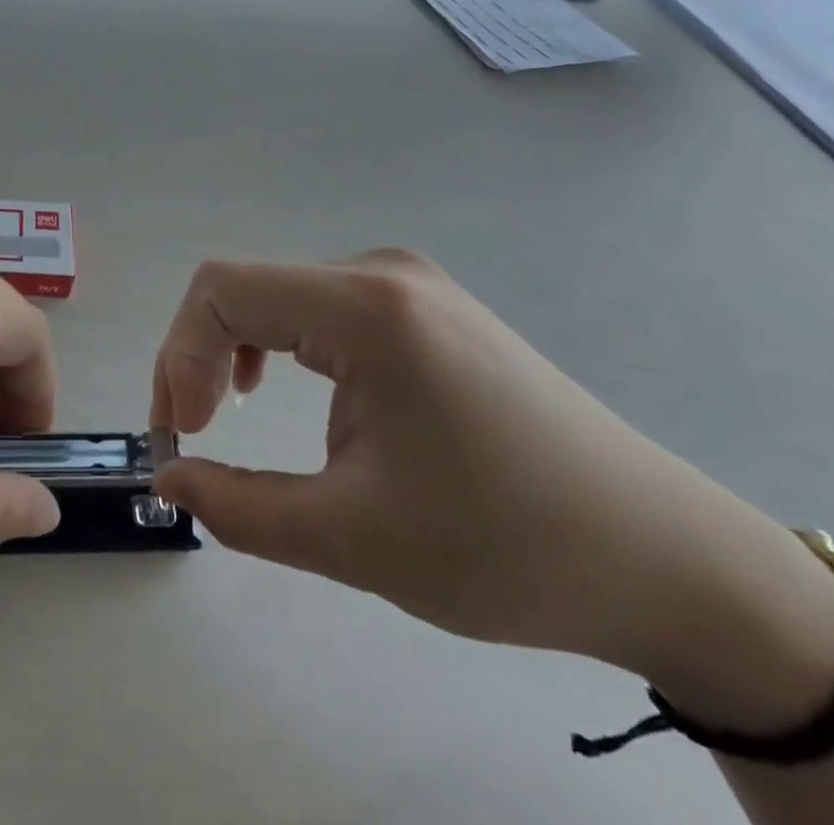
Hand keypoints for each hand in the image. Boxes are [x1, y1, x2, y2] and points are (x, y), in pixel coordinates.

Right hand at [150, 250, 833, 720]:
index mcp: (366, 308)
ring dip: (235, 349)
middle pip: (245, 288)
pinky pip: (318, 307)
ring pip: (278, 295)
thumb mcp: (355, 540)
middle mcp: (381, 274)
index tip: (185, 434)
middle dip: (198, 355)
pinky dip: (280, 346)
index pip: (222, 290)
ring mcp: (407, 285)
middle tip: (192, 432)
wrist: (665, 559)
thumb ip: (239, 508)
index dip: (181, 355)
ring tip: (230, 411)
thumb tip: (168, 478)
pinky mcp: (423, 308)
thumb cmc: (507, 548)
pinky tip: (289, 390)